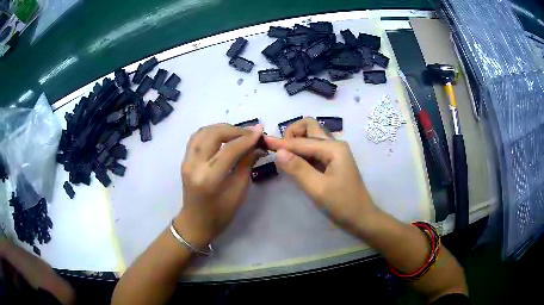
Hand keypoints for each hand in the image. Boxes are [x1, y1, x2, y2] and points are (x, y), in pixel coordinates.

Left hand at [175, 123, 263, 247]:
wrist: (196, 222)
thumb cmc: (220, 214)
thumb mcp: (238, 192)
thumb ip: (246, 165)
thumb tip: (258, 146)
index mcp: (209, 179)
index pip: (229, 150)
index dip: (246, 138)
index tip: (260, 131)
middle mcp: (194, 165)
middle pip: (214, 134)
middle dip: (235, 130)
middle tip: (250, 133)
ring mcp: (186, 161)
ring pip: (204, 131)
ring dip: (222, 128)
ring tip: (238, 133)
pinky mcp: (184, 159)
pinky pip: (197, 137)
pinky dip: (211, 131)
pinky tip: (222, 135)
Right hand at [265, 118, 377, 234]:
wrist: (361, 218)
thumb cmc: (342, 204)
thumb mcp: (318, 189)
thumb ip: (298, 169)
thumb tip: (278, 151)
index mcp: (333, 148)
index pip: (301, 142)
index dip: (281, 143)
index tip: (263, 142)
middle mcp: (335, 144)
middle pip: (309, 127)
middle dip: (292, 134)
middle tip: (280, 152)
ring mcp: (335, 152)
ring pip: (311, 137)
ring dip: (296, 142)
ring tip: (285, 158)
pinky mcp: (333, 161)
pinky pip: (314, 149)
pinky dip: (302, 152)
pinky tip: (295, 163)